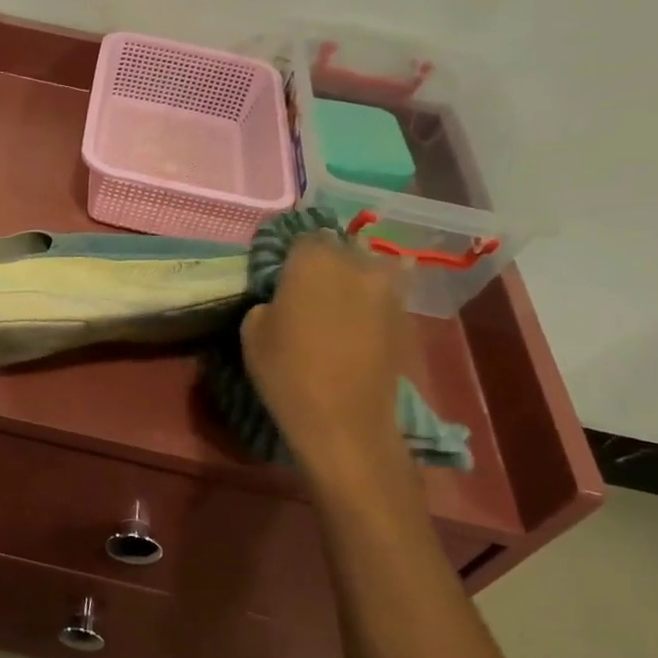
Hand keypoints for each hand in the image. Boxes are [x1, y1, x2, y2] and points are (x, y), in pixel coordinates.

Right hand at [239, 232, 411, 485]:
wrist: (345, 421)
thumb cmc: (287, 372)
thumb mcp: (252, 332)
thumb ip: (268, 301)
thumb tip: (282, 298)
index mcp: (315, 259)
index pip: (301, 236)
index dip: (289, 255)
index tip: (278, 274)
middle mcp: (356, 263)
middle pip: (338, 249)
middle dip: (322, 262)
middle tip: (304, 289)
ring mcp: (387, 289)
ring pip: (366, 269)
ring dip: (350, 280)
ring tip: (333, 305)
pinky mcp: (404, 316)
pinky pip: (383, 295)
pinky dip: (368, 303)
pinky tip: (353, 325)